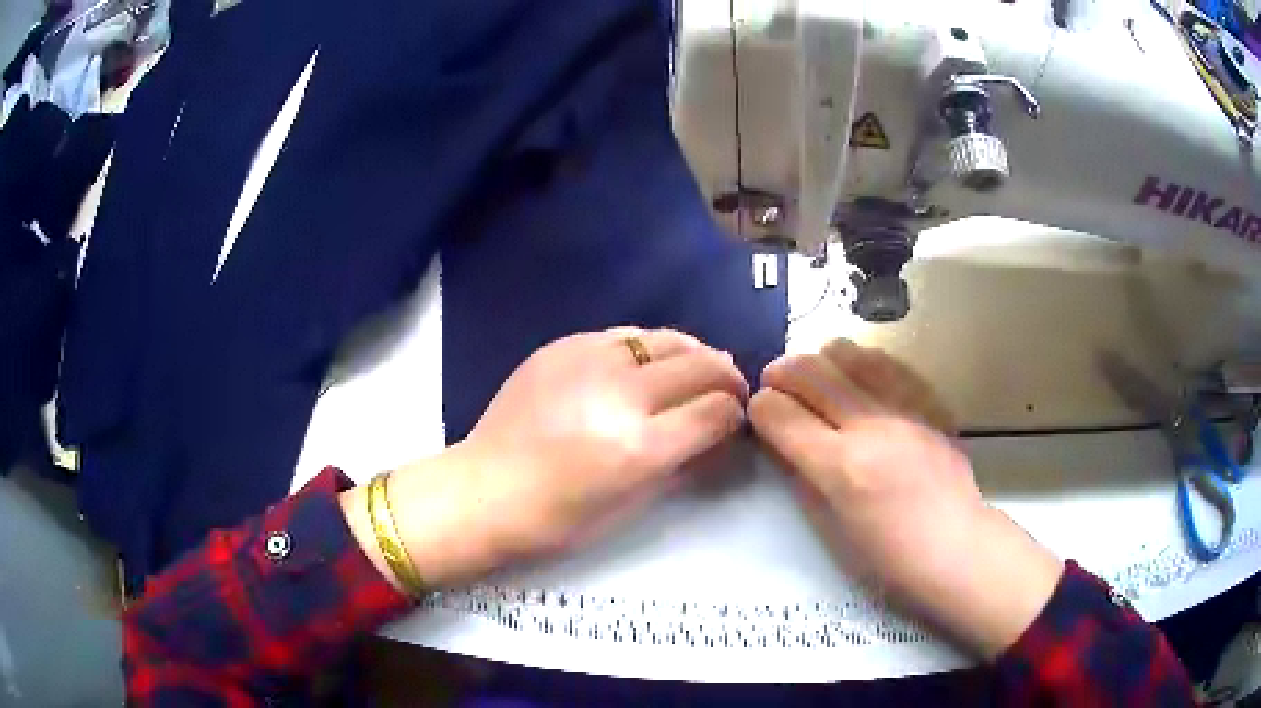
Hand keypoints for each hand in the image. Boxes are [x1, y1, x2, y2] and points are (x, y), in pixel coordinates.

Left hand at [344, 327, 747, 589]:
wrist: (483, 490)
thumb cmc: (557, 518)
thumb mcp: (632, 503)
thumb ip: (681, 462)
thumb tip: (716, 434)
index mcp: (639, 447)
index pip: (715, 412)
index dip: (735, 414)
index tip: (735, 419)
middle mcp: (620, 394)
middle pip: (699, 366)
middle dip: (726, 378)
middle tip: (729, 390)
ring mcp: (588, 361)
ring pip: (666, 339)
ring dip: (693, 353)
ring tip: (698, 367)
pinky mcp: (561, 347)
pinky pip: (624, 335)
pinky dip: (649, 348)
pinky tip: (647, 364)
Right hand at [748, 339, 1061, 658]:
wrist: (955, 544)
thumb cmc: (889, 555)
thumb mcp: (831, 527)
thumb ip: (803, 477)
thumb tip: (783, 442)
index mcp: (841, 467)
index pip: (781, 414)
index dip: (761, 406)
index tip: (760, 410)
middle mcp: (870, 427)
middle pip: (810, 372)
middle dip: (781, 371)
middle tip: (776, 382)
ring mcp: (903, 409)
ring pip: (849, 355)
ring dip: (821, 359)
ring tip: (816, 374)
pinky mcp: (928, 403)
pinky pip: (888, 364)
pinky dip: (862, 363)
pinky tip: (857, 373)